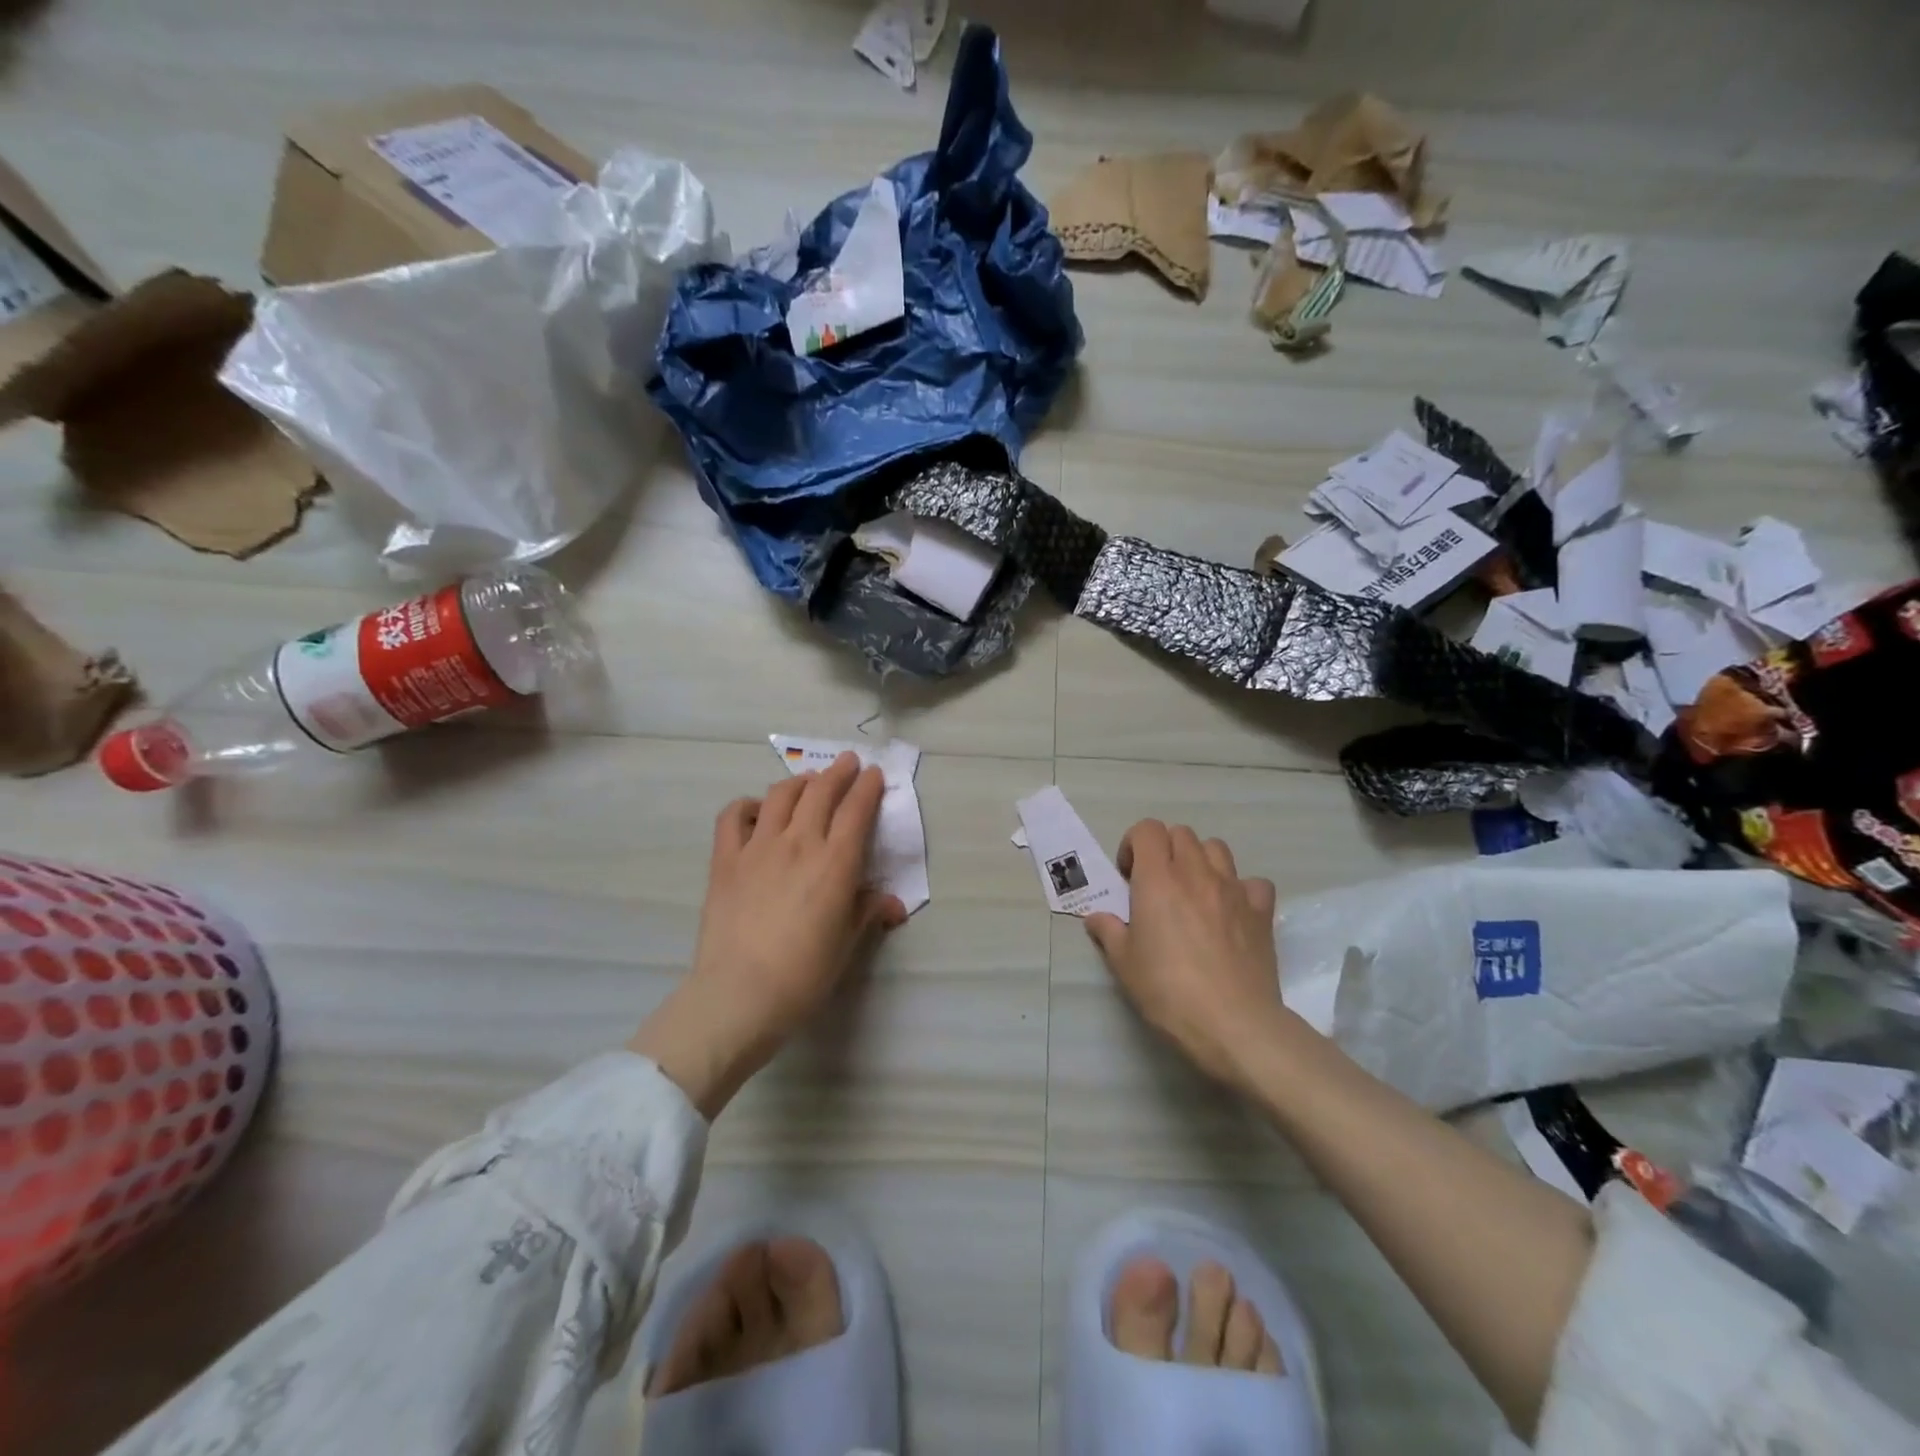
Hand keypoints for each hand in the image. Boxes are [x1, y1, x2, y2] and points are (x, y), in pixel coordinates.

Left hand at [630, 752, 906, 1117]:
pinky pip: (733, 816)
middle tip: (848, 763)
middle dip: (839, 772)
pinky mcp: (725, 859)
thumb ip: (867, 913)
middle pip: (821, 792)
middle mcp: (799, 843)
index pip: (856, 810)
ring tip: (808, 782)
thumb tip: (893, 905)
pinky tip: (757, 811)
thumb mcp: (846, 945)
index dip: (869, 787)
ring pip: (781, 795)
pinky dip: (747, 805)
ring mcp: (758, 847)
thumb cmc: (804, 975)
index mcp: (835, 863)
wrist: (740, 994)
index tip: (875, 774)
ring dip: (800, 782)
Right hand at [1084, 820, 1284, 1087]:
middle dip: (1164, 850)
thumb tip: (1097, 917)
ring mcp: (1233, 890)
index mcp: (1157, 879)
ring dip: (1200, 861)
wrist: (1232, 1024)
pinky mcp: (1261, 912)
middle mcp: (1196, 873)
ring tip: (1193, 893)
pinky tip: (1232, 912)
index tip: (1129, 878)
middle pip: (1181, 833)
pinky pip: (1253, 883)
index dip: (1133, 845)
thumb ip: (1108, 932)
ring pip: (1217, 848)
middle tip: (1156, 885)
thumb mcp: (1124, 964)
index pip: (1147, 830)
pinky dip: (1241, 889)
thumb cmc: (1168, 991)